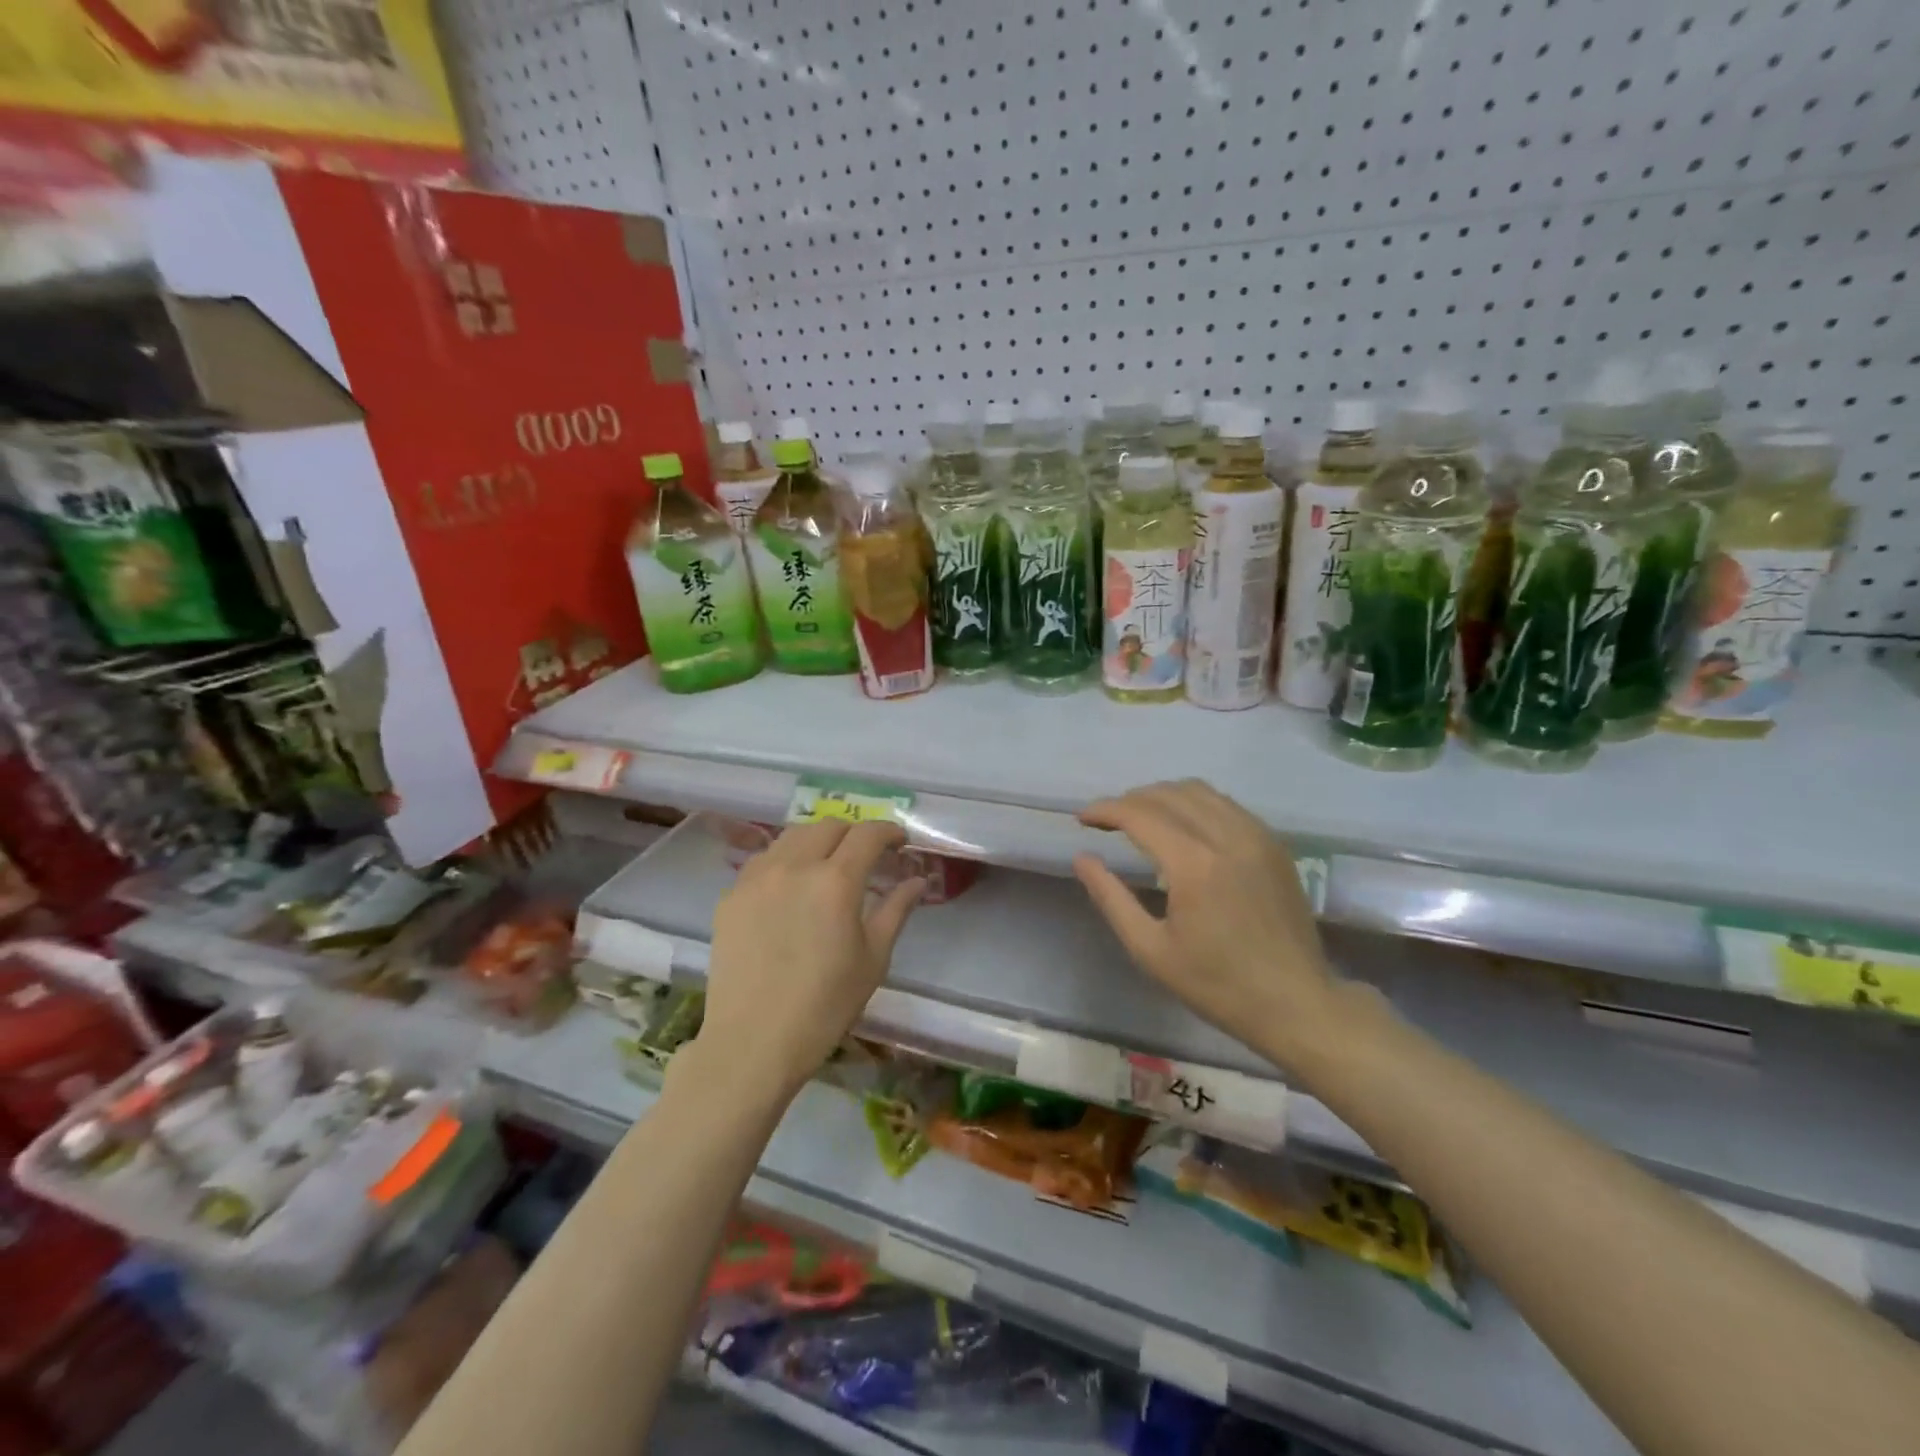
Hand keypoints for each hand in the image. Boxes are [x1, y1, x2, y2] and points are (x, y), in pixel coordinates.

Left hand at [702, 820, 925, 1101]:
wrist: (752, 1043)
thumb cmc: (825, 1006)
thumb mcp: (873, 959)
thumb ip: (896, 909)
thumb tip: (918, 880)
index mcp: (835, 881)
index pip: (867, 835)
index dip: (889, 831)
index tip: (901, 841)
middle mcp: (794, 867)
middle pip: (829, 826)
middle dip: (854, 833)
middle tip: (867, 855)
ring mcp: (756, 878)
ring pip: (792, 836)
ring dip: (818, 840)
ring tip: (828, 862)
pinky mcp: (731, 896)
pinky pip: (764, 860)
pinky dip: (786, 860)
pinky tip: (792, 885)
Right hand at [1073, 780, 1338, 1070]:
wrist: (1296, 1002)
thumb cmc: (1217, 984)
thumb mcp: (1150, 950)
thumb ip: (1111, 898)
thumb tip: (1082, 858)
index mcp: (1193, 864)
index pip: (1139, 814)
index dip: (1105, 810)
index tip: (1083, 819)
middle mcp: (1226, 836)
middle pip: (1168, 794)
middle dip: (1129, 800)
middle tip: (1107, 821)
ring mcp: (1256, 836)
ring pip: (1199, 791)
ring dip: (1162, 796)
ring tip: (1141, 818)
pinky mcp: (1273, 844)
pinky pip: (1226, 805)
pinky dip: (1195, 804)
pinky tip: (1184, 827)